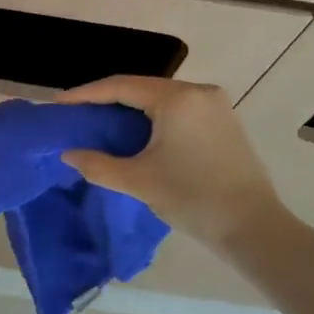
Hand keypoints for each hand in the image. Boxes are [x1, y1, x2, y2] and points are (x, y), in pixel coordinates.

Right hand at [56, 76, 291, 249]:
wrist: (253, 228)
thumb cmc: (193, 199)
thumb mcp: (138, 181)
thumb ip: (97, 164)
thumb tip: (69, 154)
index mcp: (177, 98)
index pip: (121, 86)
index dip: (86, 94)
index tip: (59, 104)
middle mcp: (198, 92)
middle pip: (141, 88)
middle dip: (107, 100)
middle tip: (77, 114)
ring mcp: (215, 105)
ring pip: (160, 99)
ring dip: (130, 109)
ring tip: (101, 122)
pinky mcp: (224, 122)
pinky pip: (178, 110)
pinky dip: (152, 117)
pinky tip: (136, 133)